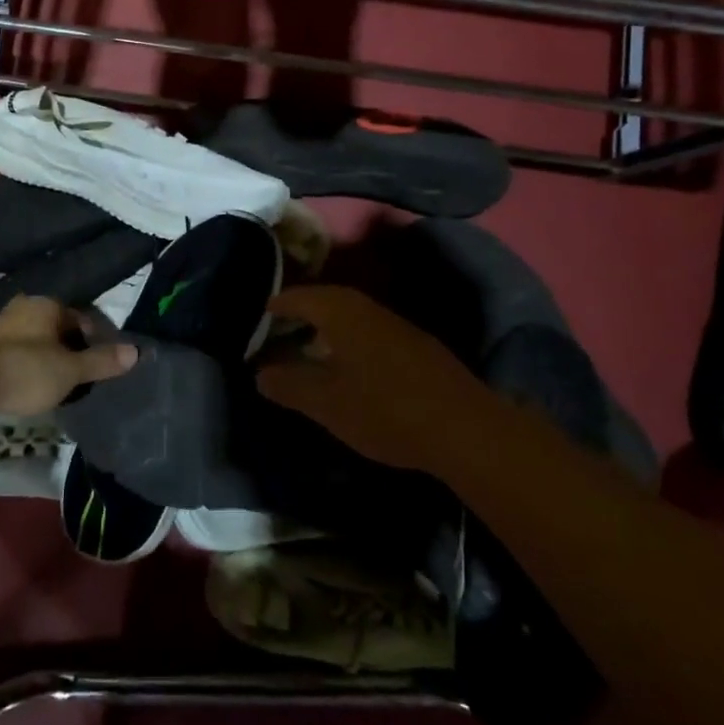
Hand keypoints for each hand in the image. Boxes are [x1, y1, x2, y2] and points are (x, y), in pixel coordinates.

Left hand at [0, 295, 136, 419]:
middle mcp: (24, 307)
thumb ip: (101, 362)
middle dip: (70, 351)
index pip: (83, 319)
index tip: (100, 368)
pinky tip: (26, 389)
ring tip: (55, 388)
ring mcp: (0, 326)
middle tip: (79, 380)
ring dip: (46, 360)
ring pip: (35, 341)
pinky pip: (15, 354)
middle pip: (58, 329)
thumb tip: (137, 351)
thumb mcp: (69, 370)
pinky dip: (25, 368)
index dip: (95, 343)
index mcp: (48, 305)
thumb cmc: (24, 370)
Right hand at [255, 286, 480, 470]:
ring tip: (312, 341)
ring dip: (330, 323)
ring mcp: (397, 325)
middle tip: (283, 324)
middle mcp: (368, 308)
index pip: (301, 296)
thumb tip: (259, 372)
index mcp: (341, 312)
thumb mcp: (327, 403)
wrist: (464, 427)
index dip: (280, 303)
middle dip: (304, 309)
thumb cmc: (384, 410)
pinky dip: (352, 337)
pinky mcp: (418, 345)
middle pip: (328, 299)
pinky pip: (371, 329)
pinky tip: (352, 362)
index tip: (263, 310)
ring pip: (353, 314)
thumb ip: (290, 385)